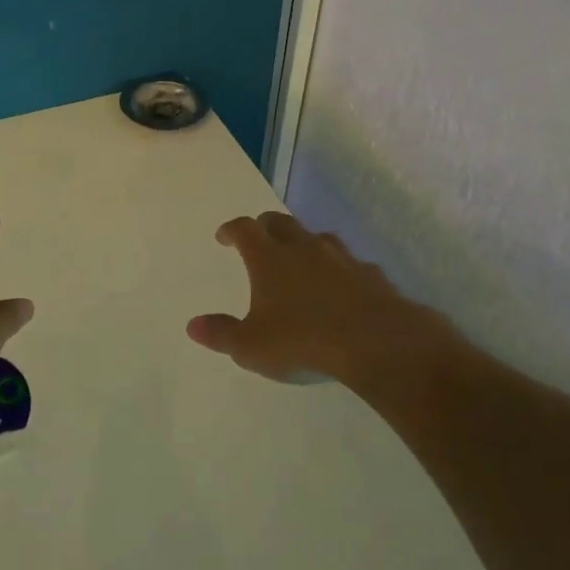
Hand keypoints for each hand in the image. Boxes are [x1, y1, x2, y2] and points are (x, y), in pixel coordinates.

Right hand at [187, 212, 447, 387]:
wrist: (376, 342)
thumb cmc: (303, 341)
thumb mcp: (251, 346)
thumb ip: (222, 333)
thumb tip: (193, 325)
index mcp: (269, 258)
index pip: (245, 229)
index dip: (232, 230)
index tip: (224, 237)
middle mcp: (304, 248)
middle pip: (281, 222)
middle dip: (266, 227)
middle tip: (259, 240)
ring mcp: (341, 258)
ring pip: (318, 237)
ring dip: (305, 243)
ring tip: (300, 259)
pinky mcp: (371, 275)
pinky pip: (351, 265)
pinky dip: (341, 271)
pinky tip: (344, 288)